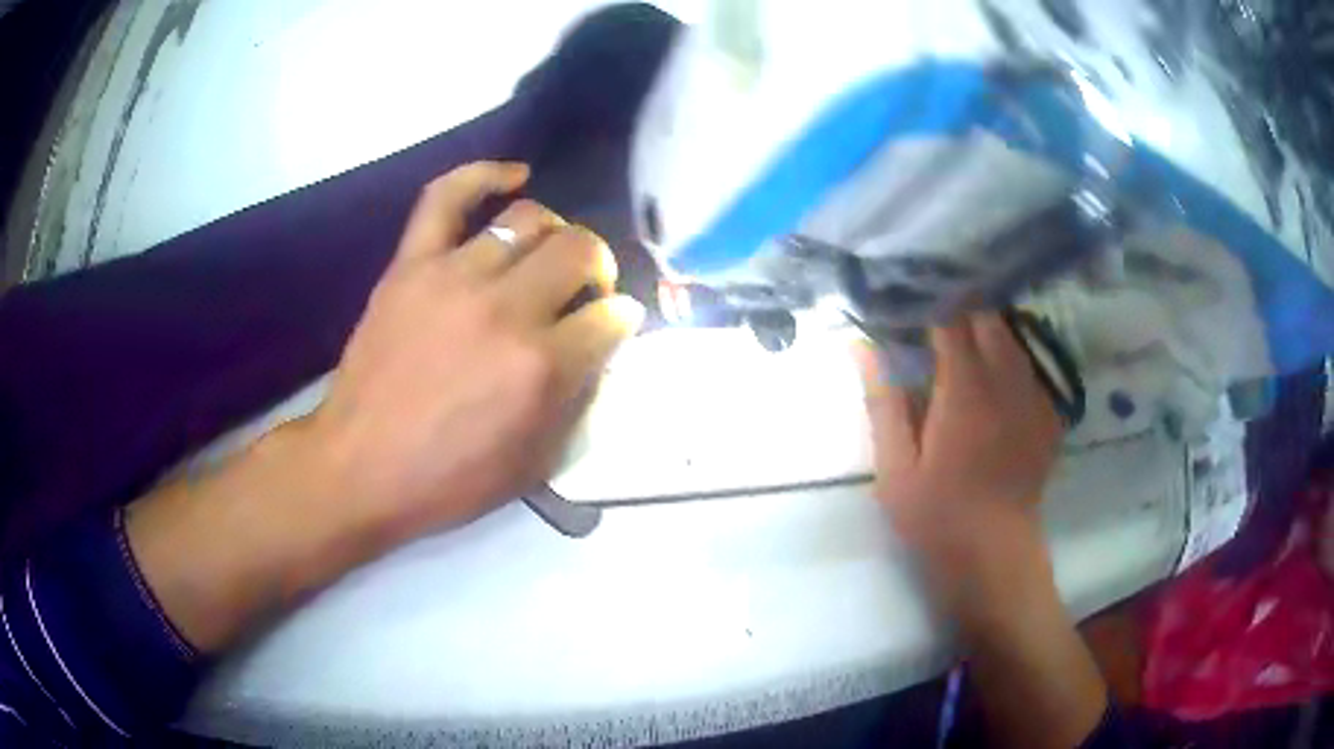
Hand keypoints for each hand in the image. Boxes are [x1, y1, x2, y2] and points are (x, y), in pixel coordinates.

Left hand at [304, 162, 644, 543]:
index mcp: (541, 367)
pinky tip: (515, 176)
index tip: (612, 326)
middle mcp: (507, 309)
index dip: (621, 320)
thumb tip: (601, 351)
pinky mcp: (413, 263)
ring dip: (555, 234)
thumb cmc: (447, 479)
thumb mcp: (533, 466)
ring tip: (548, 255)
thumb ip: (578, 404)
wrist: (359, 467)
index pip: (612, 317)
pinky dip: (484, 175)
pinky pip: (448, 196)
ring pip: (529, 218)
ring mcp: (455, 276)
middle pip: (580, 251)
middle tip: (585, 290)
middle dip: (599, 268)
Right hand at [855, 313, 1062, 558]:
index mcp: (965, 389)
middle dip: (962, 311)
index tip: (910, 307)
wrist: (994, 553)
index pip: (952, 319)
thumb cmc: (937, 515)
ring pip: (1014, 339)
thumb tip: (863, 346)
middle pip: (990, 318)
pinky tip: (994, 383)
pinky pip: (1030, 369)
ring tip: (964, 345)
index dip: (930, 305)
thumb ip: (883, 401)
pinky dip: (1010, 362)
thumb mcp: (895, 467)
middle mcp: (1006, 381)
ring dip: (988, 332)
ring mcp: (1033, 397)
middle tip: (935, 325)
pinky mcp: (1048, 416)